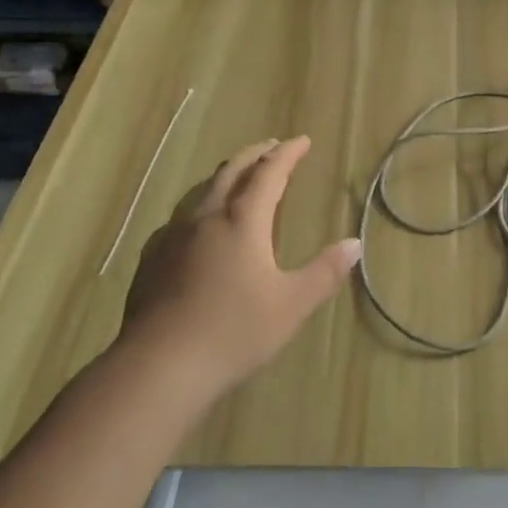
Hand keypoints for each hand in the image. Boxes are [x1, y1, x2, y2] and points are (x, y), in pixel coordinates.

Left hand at [118, 136, 360, 398]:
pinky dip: (200, 207)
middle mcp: (206, 217)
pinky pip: (180, 218)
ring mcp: (174, 237)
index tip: (302, 141)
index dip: (287, 154)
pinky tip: (198, 227)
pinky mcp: (152, 259)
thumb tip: (354, 244)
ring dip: (226, 176)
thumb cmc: (234, 332)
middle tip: (272, 147)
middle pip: (232, 172)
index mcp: (242, 221)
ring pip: (203, 191)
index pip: (269, 173)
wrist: (159, 366)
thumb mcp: (291, 305)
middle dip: (255, 155)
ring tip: (238, 178)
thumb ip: (324, 272)